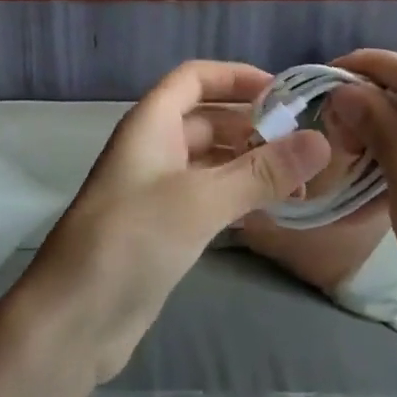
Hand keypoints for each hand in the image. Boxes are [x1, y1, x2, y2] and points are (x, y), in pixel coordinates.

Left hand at [10, 61, 329, 383]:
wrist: (75, 318)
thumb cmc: (133, 240)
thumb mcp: (200, 200)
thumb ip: (260, 171)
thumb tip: (320, 140)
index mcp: (151, 123)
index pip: (195, 78)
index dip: (236, 77)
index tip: (285, 91)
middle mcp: (153, 148)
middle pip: (207, 119)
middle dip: (252, 125)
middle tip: (306, 143)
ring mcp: (156, 189)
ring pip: (210, 161)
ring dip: (249, 164)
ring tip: (301, 179)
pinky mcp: (162, 228)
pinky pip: (207, 197)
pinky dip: (238, 196)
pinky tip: (272, 212)